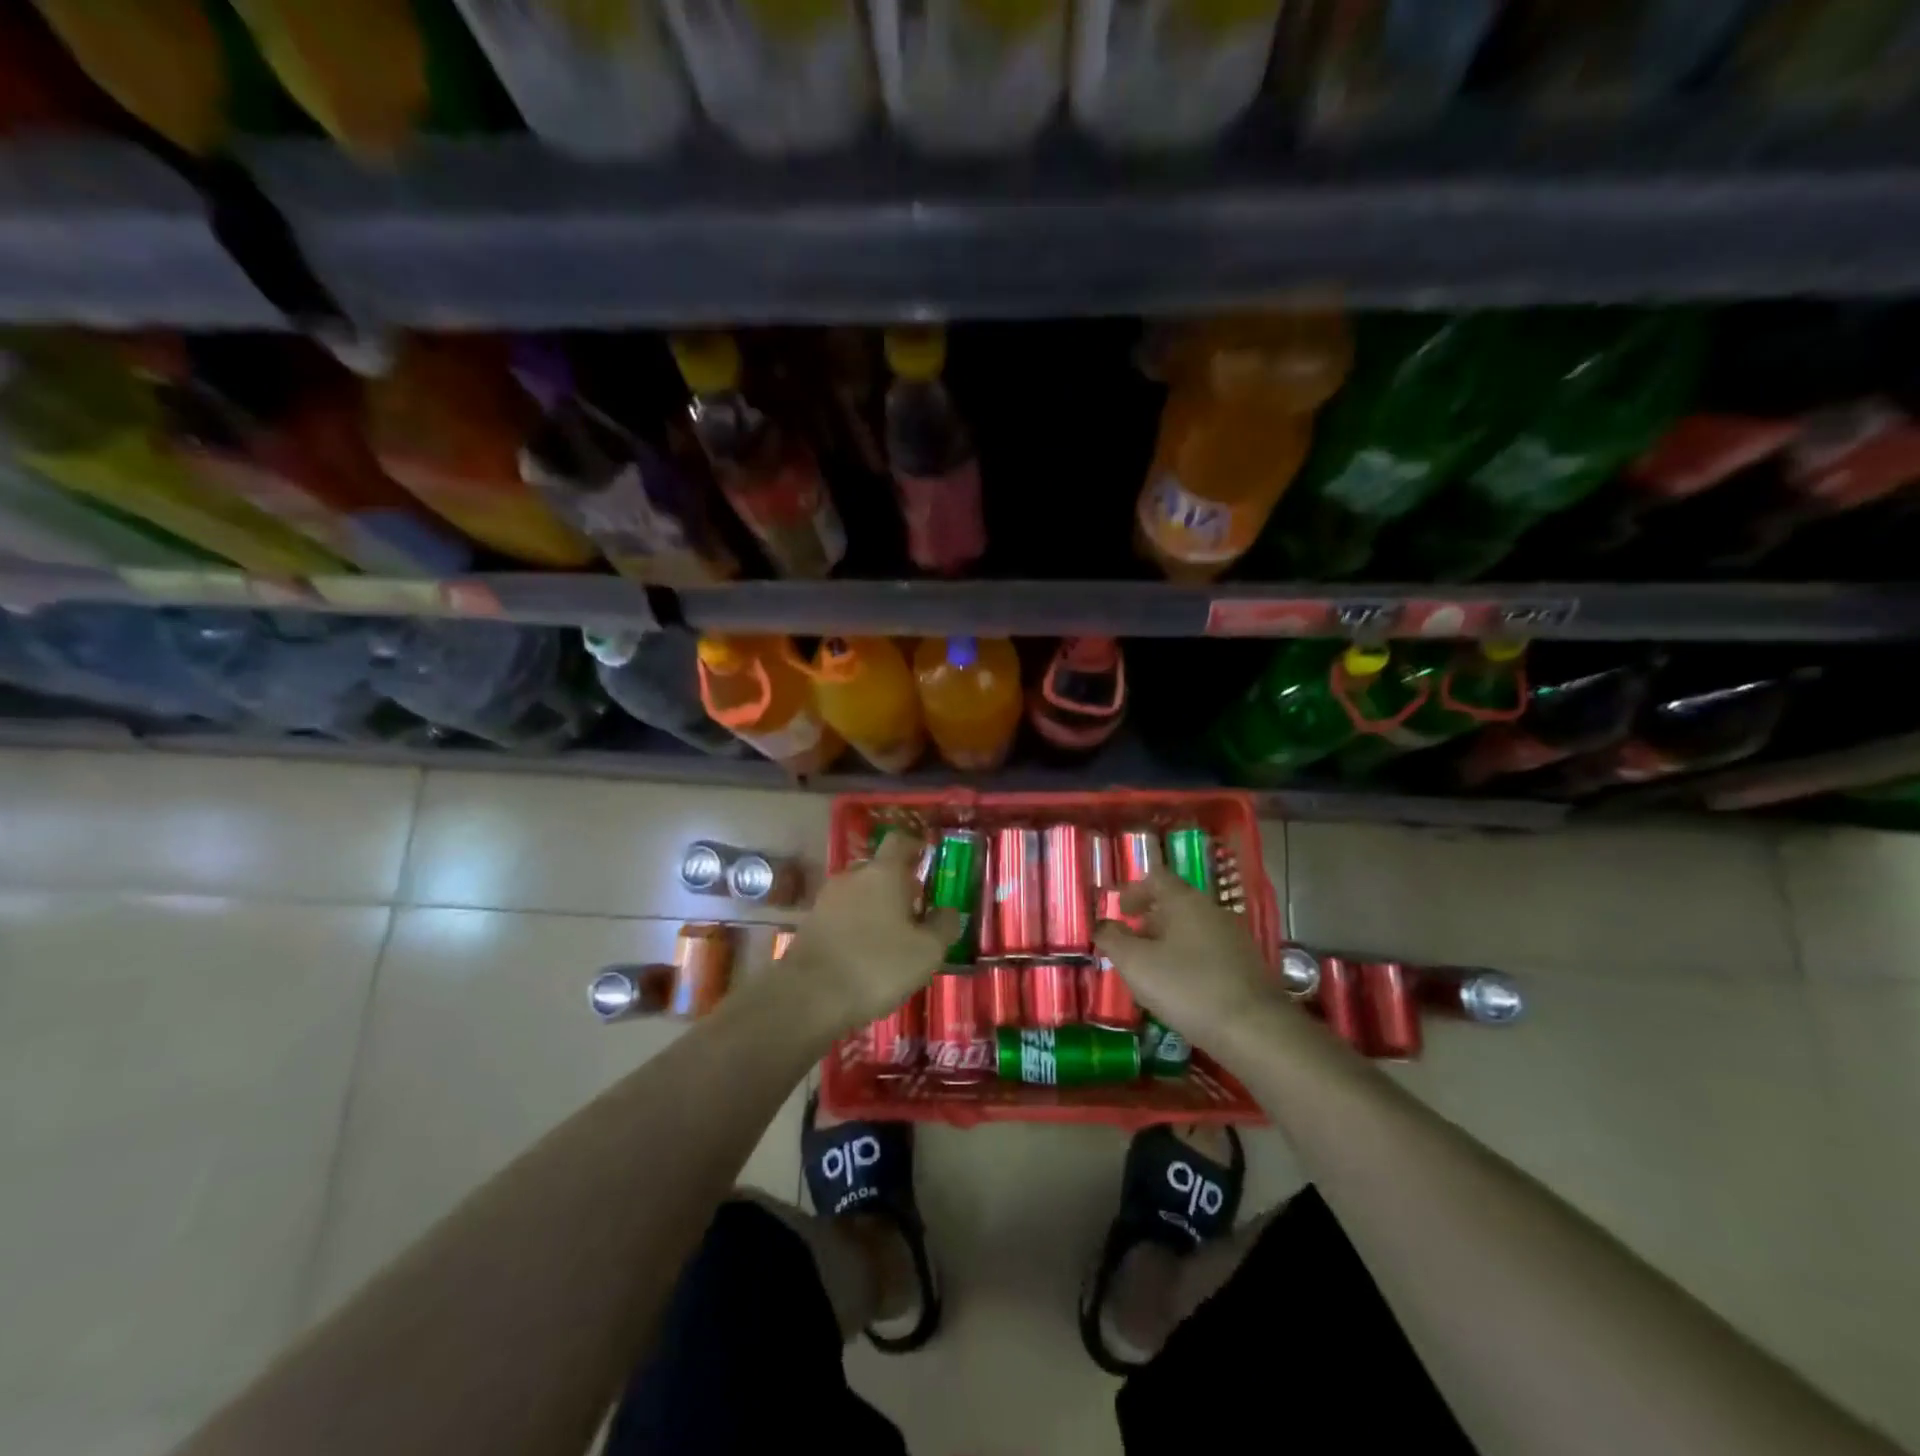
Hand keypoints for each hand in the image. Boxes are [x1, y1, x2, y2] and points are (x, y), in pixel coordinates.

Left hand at [773, 833, 959, 1038]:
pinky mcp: (810, 924)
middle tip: (915, 910)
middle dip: (897, 884)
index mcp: (884, 872)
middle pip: (878, 868)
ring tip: (891, 937)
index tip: (926, 858)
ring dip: (875, 907)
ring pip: (858, 893)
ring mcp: (827, 899)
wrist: (809, 997)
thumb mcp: (927, 952)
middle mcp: (853, 876)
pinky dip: (855, 926)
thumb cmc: (877, 966)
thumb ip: (943, 926)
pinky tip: (864, 953)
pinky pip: (841, 915)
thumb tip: (949, 910)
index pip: (899, 841)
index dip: (914, 846)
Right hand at [1094, 868, 1276, 1044]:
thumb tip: (1103, 925)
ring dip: (1167, 943)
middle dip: (1148, 921)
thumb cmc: (1186, 987)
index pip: (1155, 878)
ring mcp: (1233, 937)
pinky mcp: (1246, 965)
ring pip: (1191, 930)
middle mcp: (1211, 910)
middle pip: (1174, 904)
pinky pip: (1208, 952)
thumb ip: (1112, 939)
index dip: (1133, 890)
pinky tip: (1180, 989)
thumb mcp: (1135, 963)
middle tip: (1128, 945)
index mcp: (1184, 900)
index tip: (1118, 910)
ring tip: (1150, 971)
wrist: (1254, 1029)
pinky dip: (1188, 961)